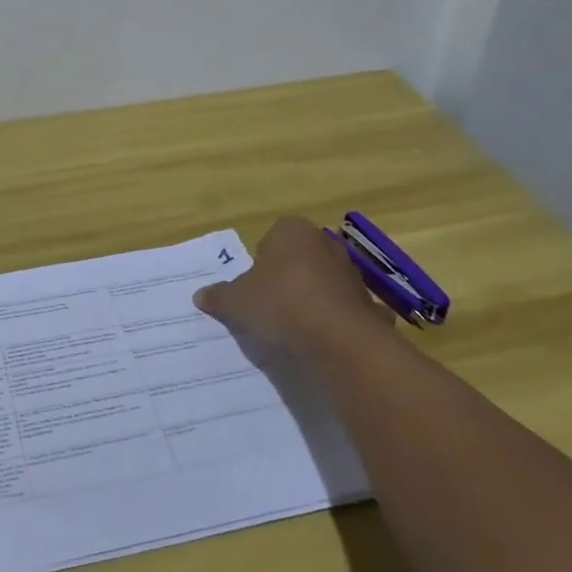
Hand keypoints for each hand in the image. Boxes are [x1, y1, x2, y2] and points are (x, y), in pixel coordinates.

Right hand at [194, 216, 389, 349]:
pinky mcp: (370, 303)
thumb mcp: (236, 301)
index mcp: (292, 232)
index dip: (262, 261)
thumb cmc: (280, 304)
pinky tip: (329, 338)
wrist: (338, 339)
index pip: (273, 237)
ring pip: (326, 281)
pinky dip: (342, 319)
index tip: (255, 286)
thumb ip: (219, 296)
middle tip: (272, 304)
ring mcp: (352, 273)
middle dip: (289, 276)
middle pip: (301, 257)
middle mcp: (325, 244)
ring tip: (297, 326)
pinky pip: (350, 309)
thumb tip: (201, 295)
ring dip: (315, 297)